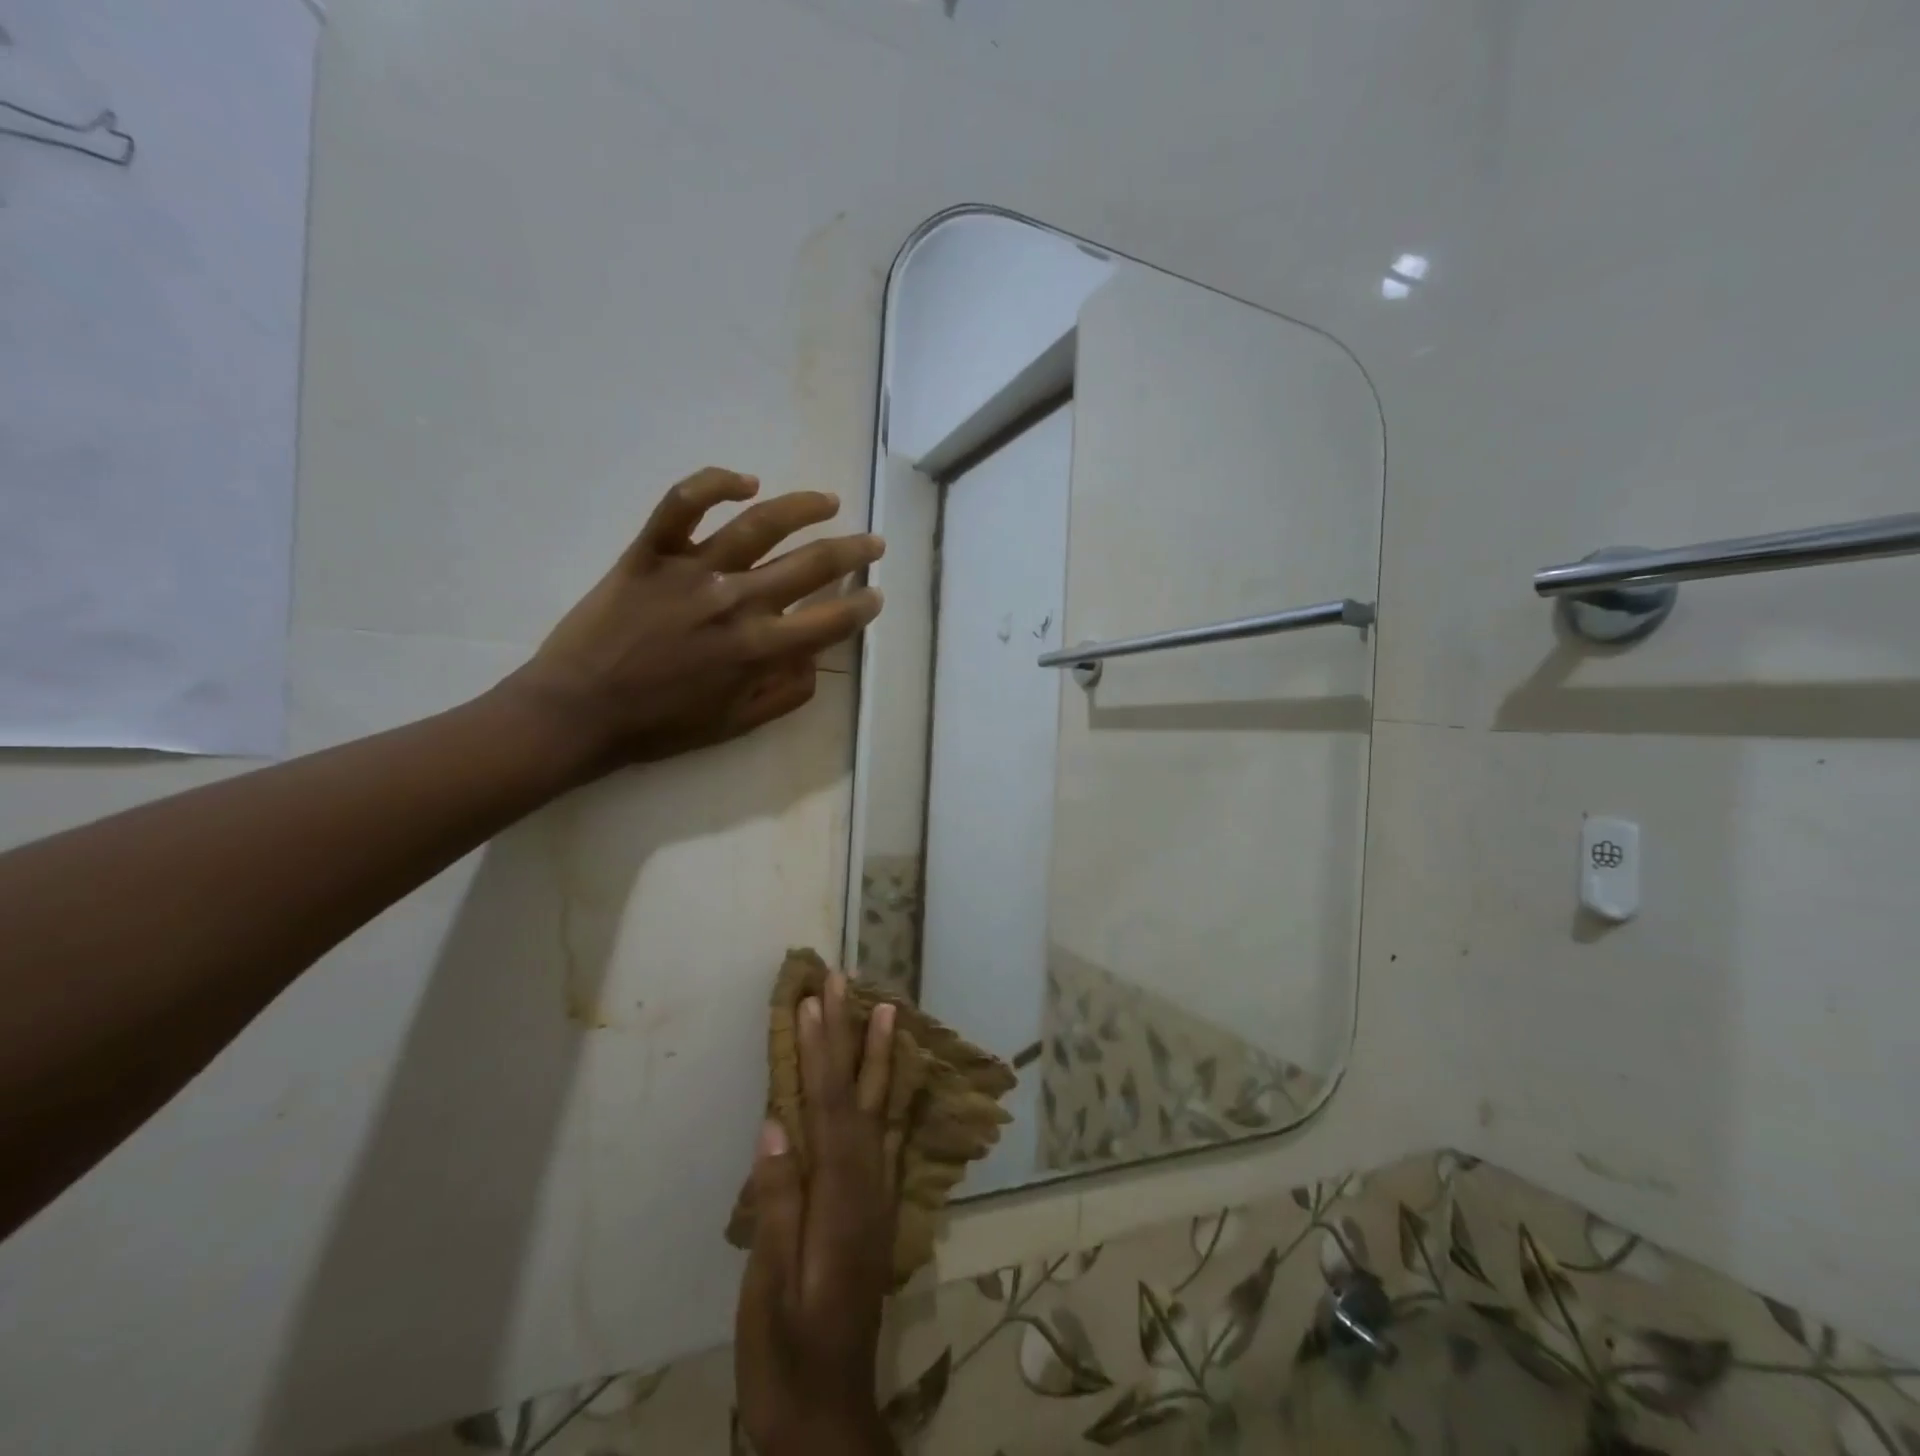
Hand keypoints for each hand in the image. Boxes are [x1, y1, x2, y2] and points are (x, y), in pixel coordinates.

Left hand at [505, 467, 883, 774]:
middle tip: (873, 542)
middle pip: (810, 564)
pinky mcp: (650, 552)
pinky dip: (715, 484)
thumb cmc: (660, 726)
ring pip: (759, 524)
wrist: (579, 711)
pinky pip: (682, 503)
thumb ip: (784, 695)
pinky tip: (746, 482)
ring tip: (829, 501)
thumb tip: (815, 662)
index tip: (875, 596)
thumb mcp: (735, 725)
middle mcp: (736, 601)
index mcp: (759, 649)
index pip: (830, 620)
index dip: (862, 607)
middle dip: (853, 551)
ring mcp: (692, 571)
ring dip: (804, 508)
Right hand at [736, 974, 902, 1455]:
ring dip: (877, 1055)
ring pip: (879, 1108)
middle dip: (851, 1033)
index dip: (820, 1049)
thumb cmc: (787, 1355)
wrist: (830, 1416)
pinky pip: (882, 1133)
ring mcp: (876, 1194)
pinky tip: (886, 1080)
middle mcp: (867, 1183)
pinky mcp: (875, 1208)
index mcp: (839, 1197)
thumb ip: (779, 1205)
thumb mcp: (770, 1291)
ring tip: (885, 1010)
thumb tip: (775, 1126)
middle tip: (848, 982)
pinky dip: (884, 1095)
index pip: (828, 1105)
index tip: (812, 999)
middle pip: (859, 1093)